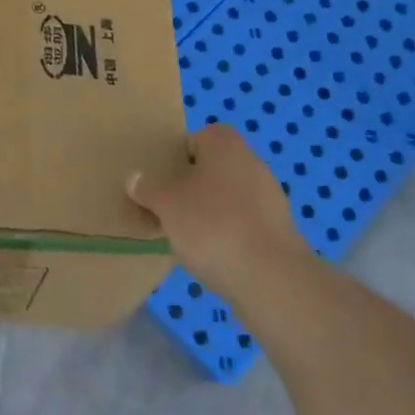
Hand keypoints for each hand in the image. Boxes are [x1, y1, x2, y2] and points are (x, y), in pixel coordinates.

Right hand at [126, 124, 307, 293]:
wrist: (269, 277)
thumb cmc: (210, 224)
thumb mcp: (165, 204)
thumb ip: (148, 188)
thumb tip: (134, 178)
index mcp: (225, 145)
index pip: (199, 137)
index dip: (178, 155)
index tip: (162, 179)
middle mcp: (252, 162)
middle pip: (215, 167)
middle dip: (193, 186)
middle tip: (169, 207)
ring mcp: (271, 198)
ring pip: (230, 197)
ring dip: (211, 212)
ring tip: (188, 237)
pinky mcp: (280, 231)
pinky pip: (245, 224)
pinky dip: (229, 234)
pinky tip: (214, 256)